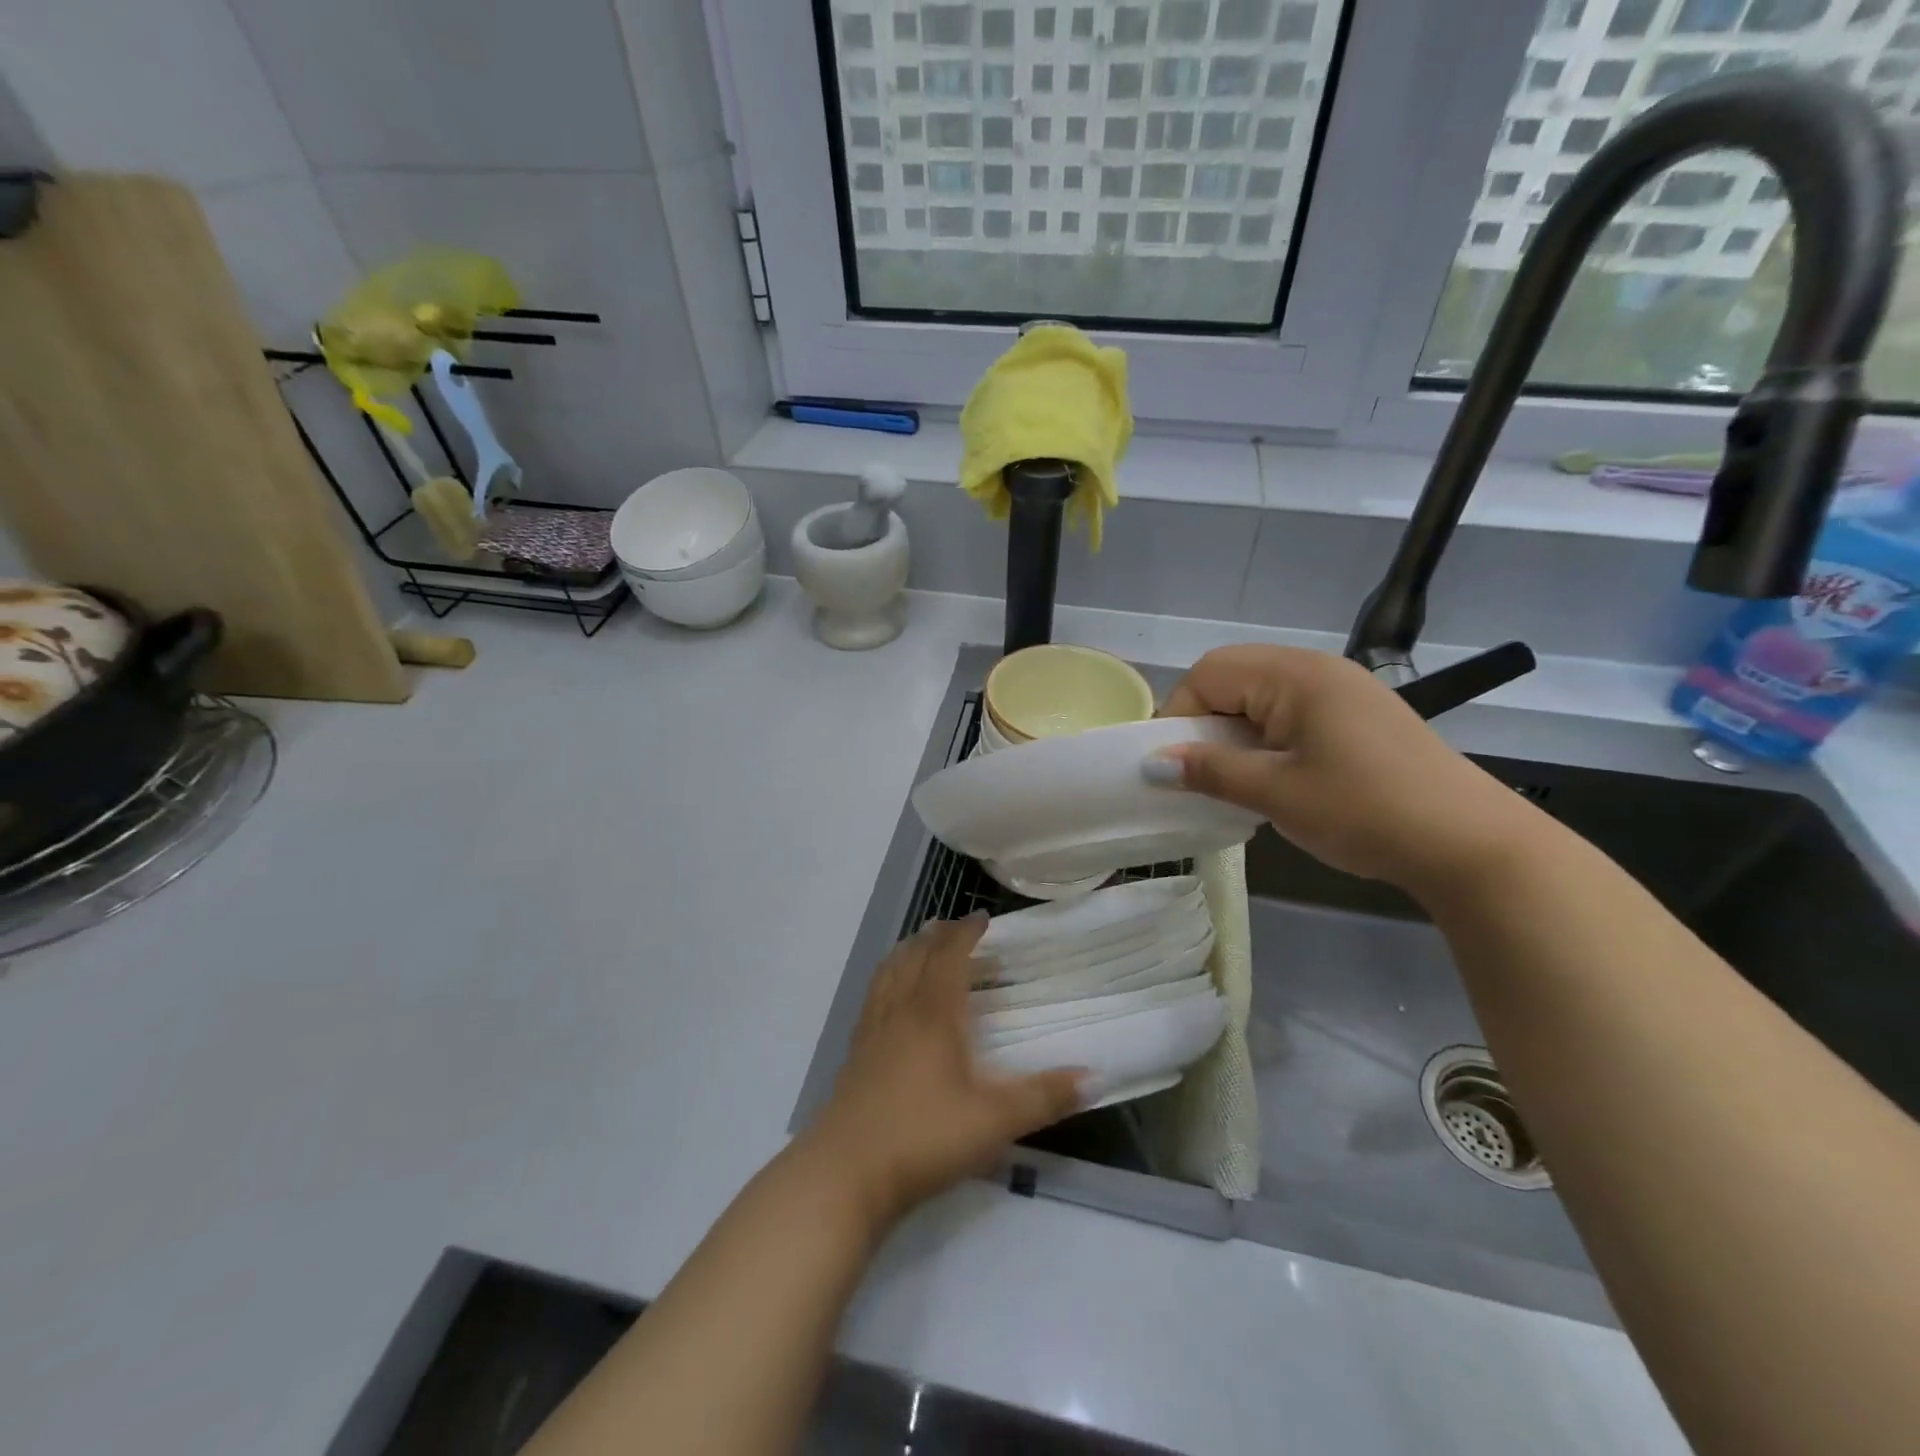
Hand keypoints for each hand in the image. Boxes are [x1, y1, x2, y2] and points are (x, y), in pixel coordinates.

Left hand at [803, 916, 1084, 1230]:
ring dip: (907, 952)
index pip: (949, 957)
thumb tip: (1095, 1076)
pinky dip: (886, 980)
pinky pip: (873, 998)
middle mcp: (899, 1012)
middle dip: (936, 937)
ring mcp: (872, 1033)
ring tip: (918, 945)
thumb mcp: (994, 1122)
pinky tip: (890, 999)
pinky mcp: (854, 1056)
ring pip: (888, 974)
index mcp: (932, 1015)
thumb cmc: (924, 1138)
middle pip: (915, 957)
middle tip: (953, 926)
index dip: (965, 933)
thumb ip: (1044, 1097)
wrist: (845, 1174)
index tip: (982, 917)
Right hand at [1154, 645, 1541, 896]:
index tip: (1173, 767)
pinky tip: (1276, 776)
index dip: (1180, 716)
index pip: (1208, 674)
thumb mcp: (1276, 793)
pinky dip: (1266, 737)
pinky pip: (1290, 710)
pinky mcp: (1358, 715)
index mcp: (1294, 675)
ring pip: (1260, 695)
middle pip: (1233, 676)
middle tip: (1202, 771)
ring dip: (1235, 731)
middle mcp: (1317, 668)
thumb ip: (1209, 770)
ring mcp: (1342, 689)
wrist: (1471, 843)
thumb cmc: (1364, 810)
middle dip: (1205, 721)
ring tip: (1236, 778)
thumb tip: (1152, 764)